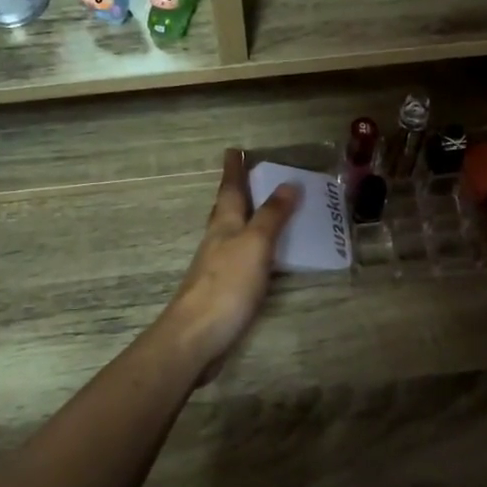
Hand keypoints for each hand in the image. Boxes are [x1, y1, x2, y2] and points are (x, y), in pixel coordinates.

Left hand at [160, 149, 300, 381]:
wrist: (197, 336)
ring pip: (232, 233)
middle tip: (252, 176)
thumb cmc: (226, 285)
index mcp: (224, 224)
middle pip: (227, 209)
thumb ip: (272, 215)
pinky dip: (253, 248)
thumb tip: (289, 183)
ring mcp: (217, 266)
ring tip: (265, 211)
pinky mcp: (223, 290)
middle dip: (238, 191)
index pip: (230, 189)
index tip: (234, 149)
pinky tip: (263, 257)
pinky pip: (241, 257)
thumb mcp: (255, 244)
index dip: (234, 169)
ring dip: (246, 219)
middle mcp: (218, 240)